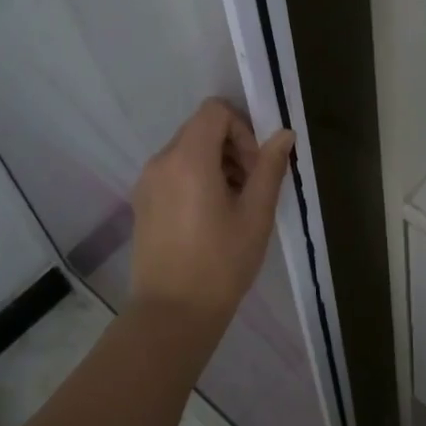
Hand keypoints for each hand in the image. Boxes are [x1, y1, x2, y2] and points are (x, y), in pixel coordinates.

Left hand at [130, 98, 294, 325]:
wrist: (171, 314)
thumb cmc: (221, 263)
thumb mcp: (255, 214)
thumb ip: (270, 168)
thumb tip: (284, 134)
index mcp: (188, 158)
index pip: (215, 111)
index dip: (242, 129)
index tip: (255, 166)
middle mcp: (161, 161)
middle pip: (200, 128)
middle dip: (231, 147)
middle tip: (250, 187)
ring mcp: (146, 182)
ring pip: (186, 150)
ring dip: (215, 163)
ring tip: (233, 205)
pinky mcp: (141, 202)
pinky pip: (173, 171)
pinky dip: (195, 178)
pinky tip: (209, 217)